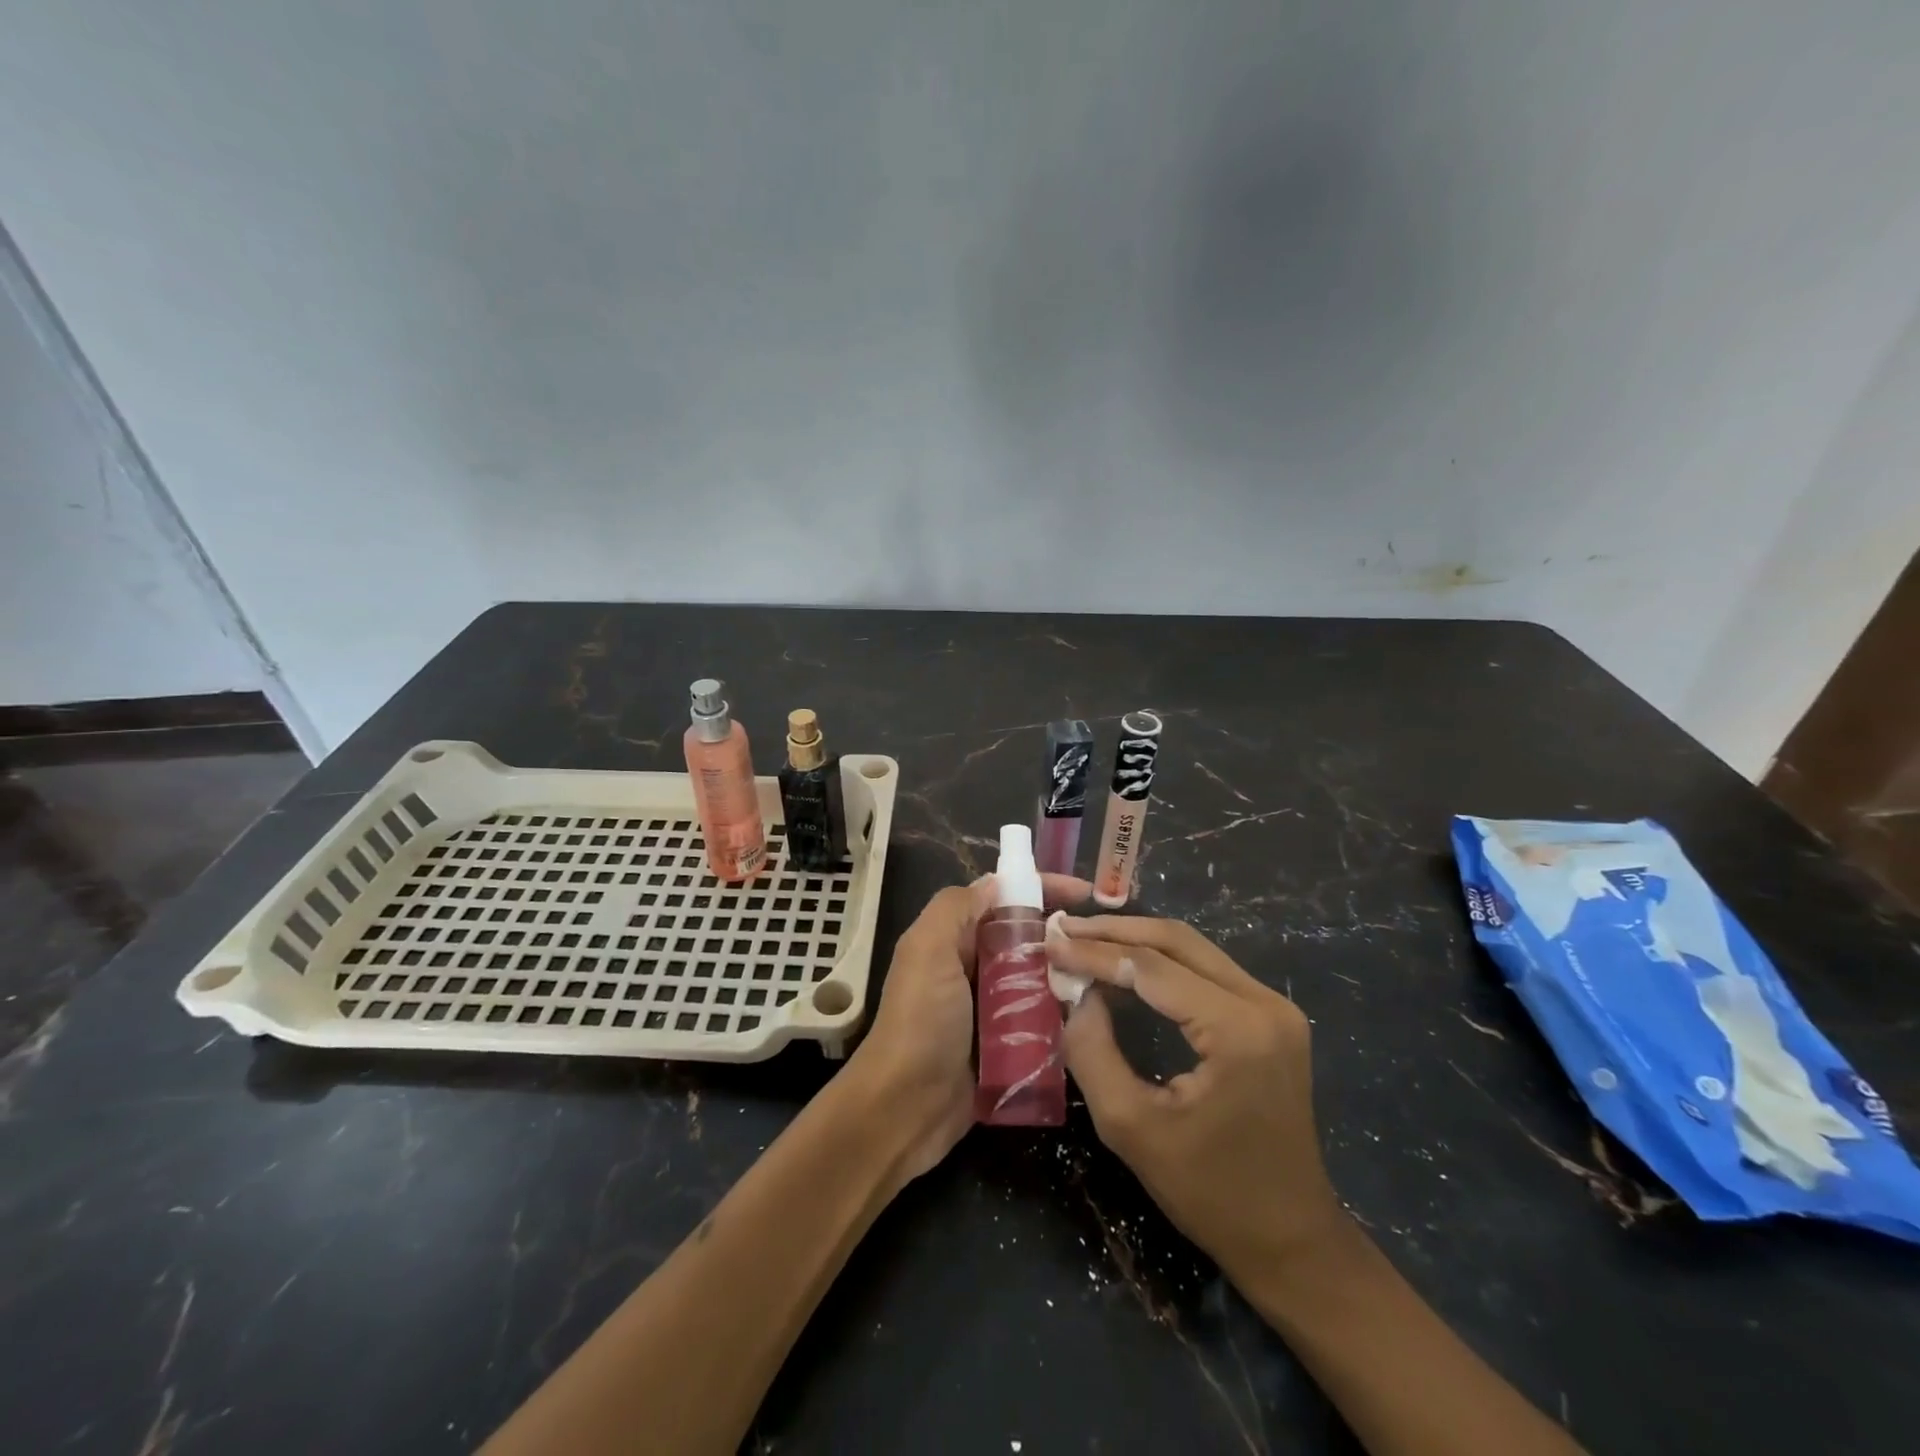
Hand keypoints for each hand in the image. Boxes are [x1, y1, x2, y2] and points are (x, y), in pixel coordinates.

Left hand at [848, 874, 1090, 1181]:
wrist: (905, 1108)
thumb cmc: (920, 1021)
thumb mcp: (928, 950)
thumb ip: (955, 908)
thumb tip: (996, 883)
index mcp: (951, 938)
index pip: (1002, 898)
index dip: (1041, 888)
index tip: (1085, 891)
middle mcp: (972, 966)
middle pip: (1025, 936)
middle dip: (1061, 932)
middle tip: (1102, 938)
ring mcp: (991, 1007)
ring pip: (1038, 976)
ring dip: (1067, 973)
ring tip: (1106, 972)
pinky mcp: (1007, 1044)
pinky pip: (1042, 1018)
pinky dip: (1063, 1013)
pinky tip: (1093, 1012)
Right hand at [1052, 916, 1345, 1278]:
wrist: (1290, 1239)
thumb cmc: (1209, 1193)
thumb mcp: (1130, 1126)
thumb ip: (1092, 1050)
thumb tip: (1076, 994)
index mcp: (1237, 1030)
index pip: (1152, 968)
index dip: (1095, 953)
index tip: (1049, 942)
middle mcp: (1264, 1004)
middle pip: (1177, 941)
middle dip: (1115, 931)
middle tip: (1064, 928)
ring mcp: (1274, 1007)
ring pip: (1193, 949)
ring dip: (1136, 941)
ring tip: (1084, 940)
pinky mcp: (1271, 1018)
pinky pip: (1206, 970)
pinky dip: (1160, 962)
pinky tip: (1123, 967)